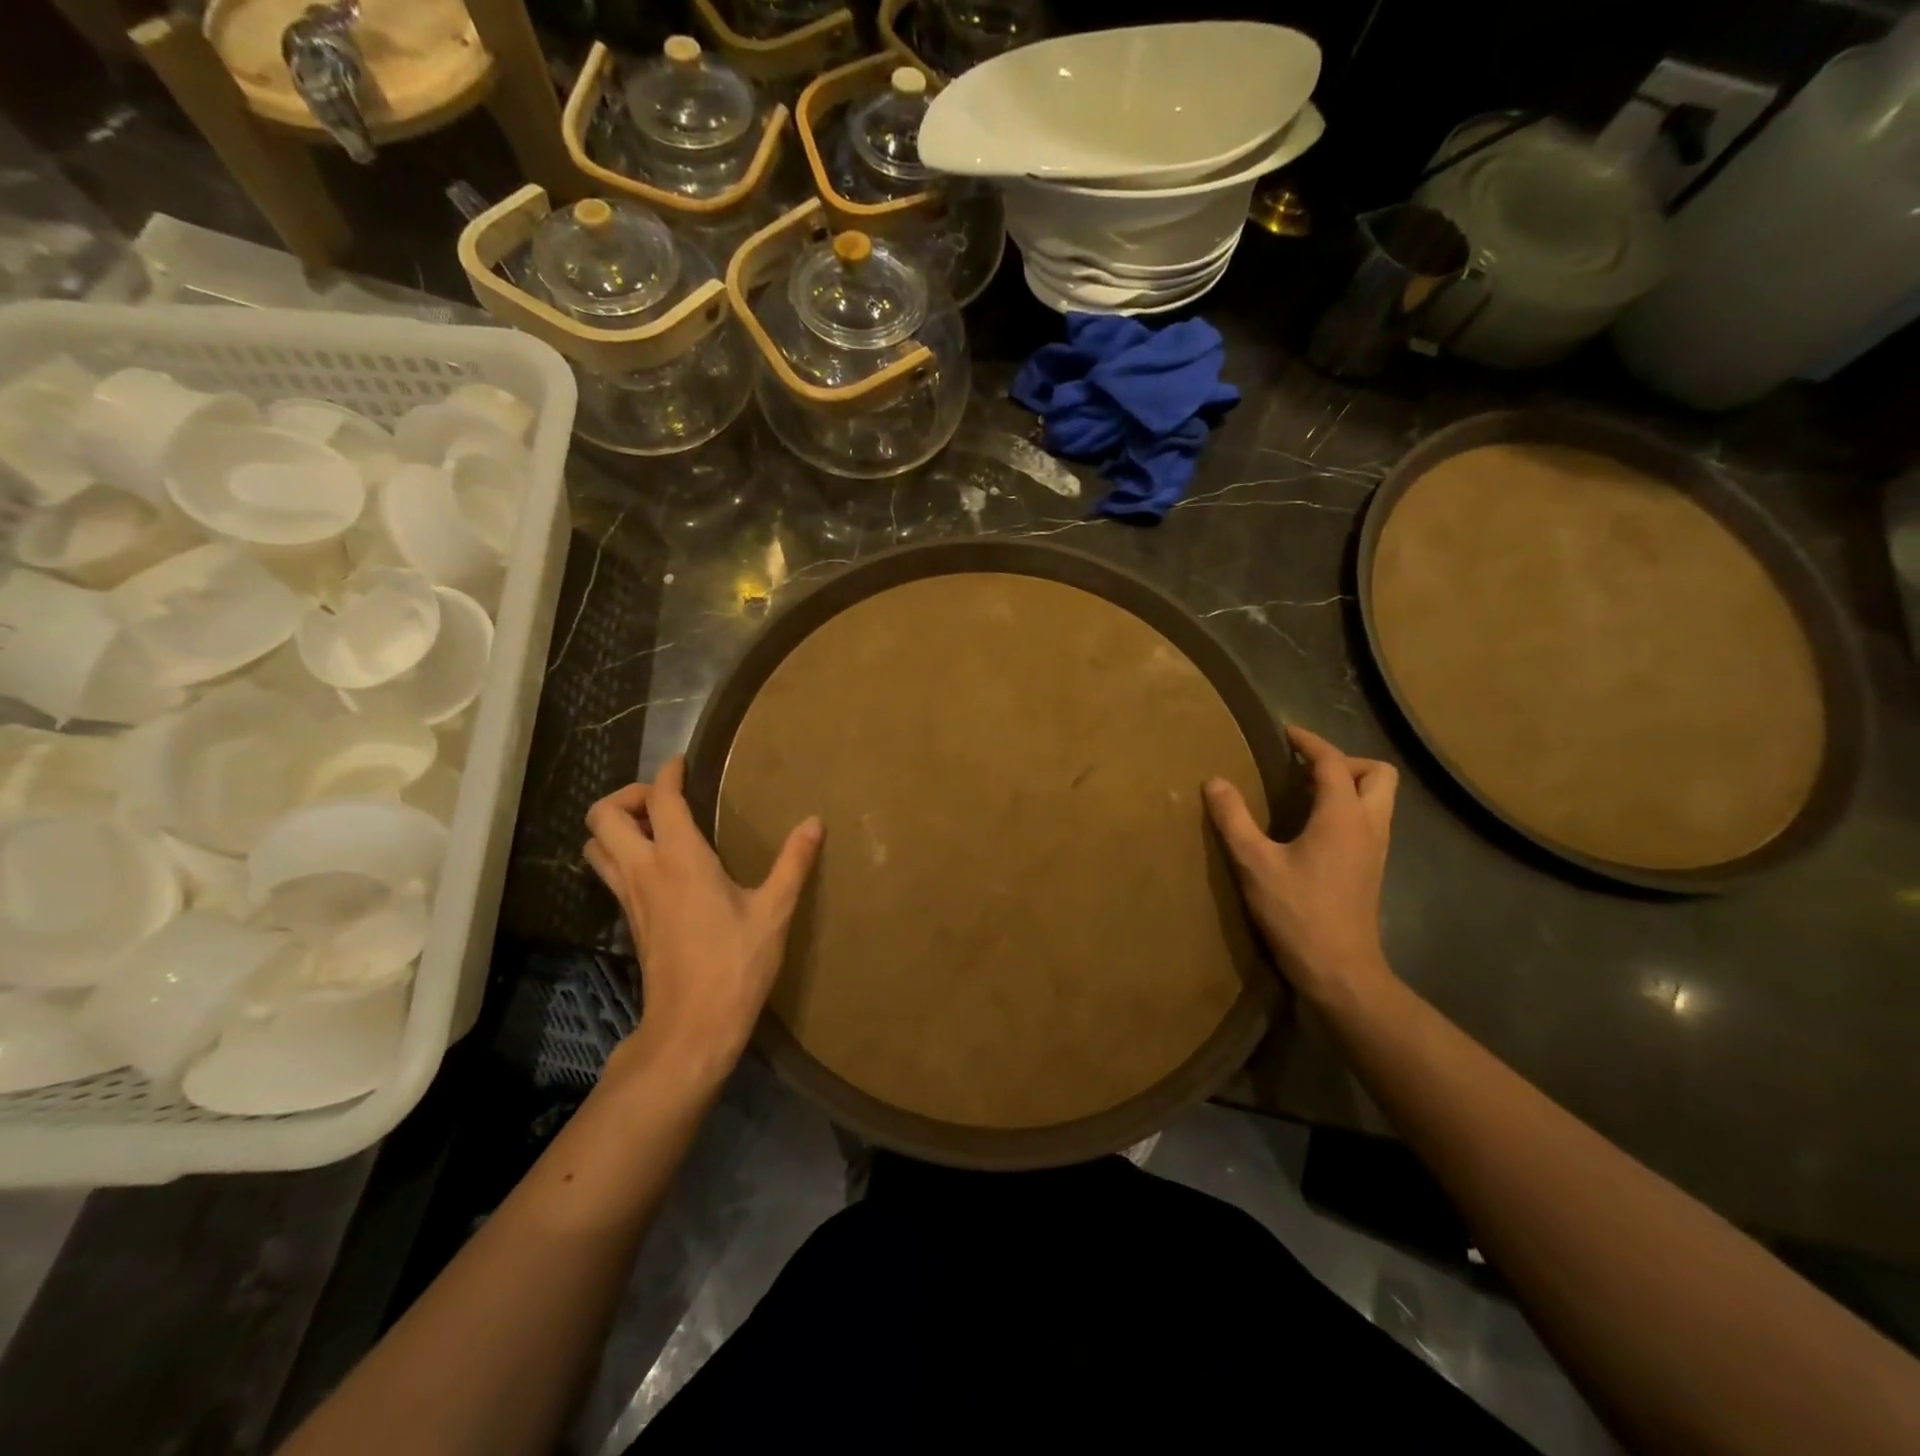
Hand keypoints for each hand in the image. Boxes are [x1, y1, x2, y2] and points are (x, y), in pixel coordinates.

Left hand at [584, 756, 821, 1085]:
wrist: (692, 1027)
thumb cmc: (735, 964)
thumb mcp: (774, 911)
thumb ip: (794, 862)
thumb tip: (814, 823)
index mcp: (680, 859)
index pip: (661, 799)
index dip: (669, 774)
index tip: (684, 763)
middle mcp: (645, 870)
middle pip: (603, 817)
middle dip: (628, 796)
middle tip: (666, 801)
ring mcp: (631, 898)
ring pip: (596, 846)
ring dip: (617, 826)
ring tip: (657, 828)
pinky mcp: (631, 921)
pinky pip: (611, 872)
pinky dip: (623, 854)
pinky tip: (661, 866)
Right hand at [1204, 726, 1398, 1010]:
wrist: (1340, 971)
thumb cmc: (1297, 913)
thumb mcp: (1254, 864)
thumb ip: (1234, 819)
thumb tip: (1214, 781)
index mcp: (1342, 816)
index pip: (1332, 762)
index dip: (1309, 742)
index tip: (1285, 734)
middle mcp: (1369, 825)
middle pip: (1377, 773)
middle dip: (1342, 761)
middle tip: (1303, 769)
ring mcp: (1376, 849)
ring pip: (1379, 798)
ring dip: (1348, 785)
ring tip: (1304, 794)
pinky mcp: (1372, 869)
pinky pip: (1369, 820)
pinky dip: (1347, 809)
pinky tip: (1312, 828)